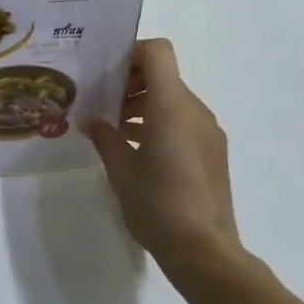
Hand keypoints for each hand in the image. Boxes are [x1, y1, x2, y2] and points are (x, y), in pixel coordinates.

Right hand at [84, 38, 245, 278]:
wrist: (205, 251)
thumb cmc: (157, 205)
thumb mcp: (121, 170)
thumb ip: (105, 137)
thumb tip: (90, 120)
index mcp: (172, 106)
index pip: (158, 52)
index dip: (131, 52)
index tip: (106, 73)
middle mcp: (195, 110)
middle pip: (164, 75)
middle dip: (131, 82)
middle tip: (103, 104)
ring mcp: (208, 131)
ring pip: (173, 99)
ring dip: (145, 104)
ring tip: (116, 130)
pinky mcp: (213, 151)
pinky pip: (184, 121)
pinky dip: (160, 122)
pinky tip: (138, 150)